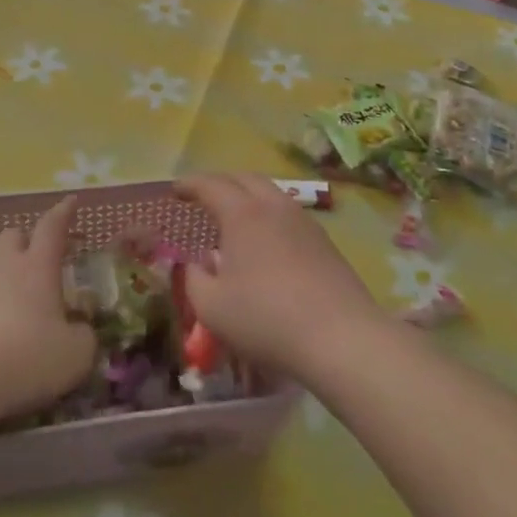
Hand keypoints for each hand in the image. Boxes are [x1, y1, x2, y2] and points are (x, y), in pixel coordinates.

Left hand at [0, 198, 97, 423]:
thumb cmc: (26, 358)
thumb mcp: (76, 355)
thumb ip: (84, 337)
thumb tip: (81, 331)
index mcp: (38, 267)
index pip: (52, 227)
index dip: (63, 213)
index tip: (70, 202)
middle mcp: (3, 266)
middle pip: (12, 235)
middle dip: (24, 241)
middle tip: (35, 259)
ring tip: (2, 281)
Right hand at [175, 173, 386, 379]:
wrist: (341, 337)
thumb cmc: (266, 318)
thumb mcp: (212, 308)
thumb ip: (194, 280)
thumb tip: (194, 265)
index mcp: (243, 214)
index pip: (211, 185)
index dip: (190, 184)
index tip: (175, 189)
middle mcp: (274, 207)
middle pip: (245, 179)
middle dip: (221, 183)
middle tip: (204, 197)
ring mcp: (305, 222)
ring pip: (272, 194)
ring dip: (249, 197)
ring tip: (236, 218)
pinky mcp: (325, 242)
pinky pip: (289, 215)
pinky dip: (270, 217)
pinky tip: (267, 242)